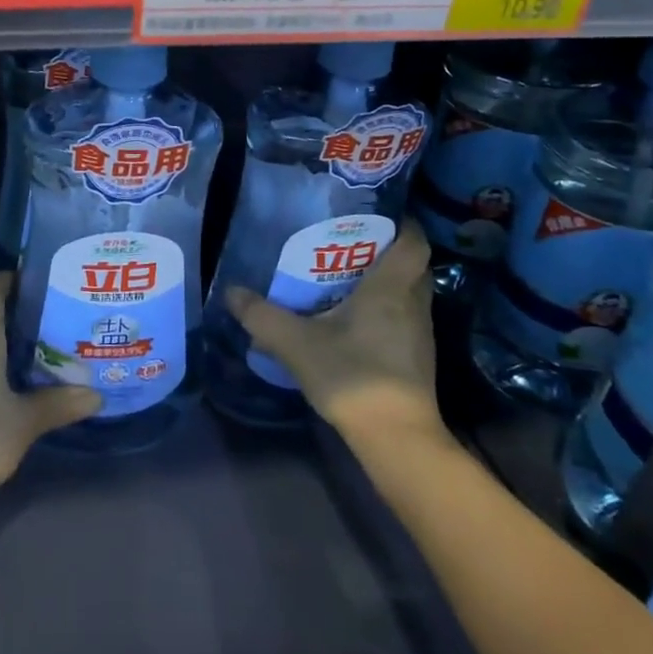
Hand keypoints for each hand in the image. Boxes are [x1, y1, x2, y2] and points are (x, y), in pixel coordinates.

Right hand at [227, 220, 441, 446]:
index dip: (403, 224)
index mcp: (392, 288)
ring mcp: (421, 334)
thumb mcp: (297, 344)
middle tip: (352, 245)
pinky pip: (406, 320)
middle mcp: (414, 304)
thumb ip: (263, 317)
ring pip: (410, 295)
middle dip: (389, 252)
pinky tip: (356, 322)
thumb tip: (231, 292)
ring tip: (348, 279)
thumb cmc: (353, 376)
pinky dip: (387, 312)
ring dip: (388, 284)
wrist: (397, 439)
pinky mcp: (418, 360)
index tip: (377, 214)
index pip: (414, 242)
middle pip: (413, 267)